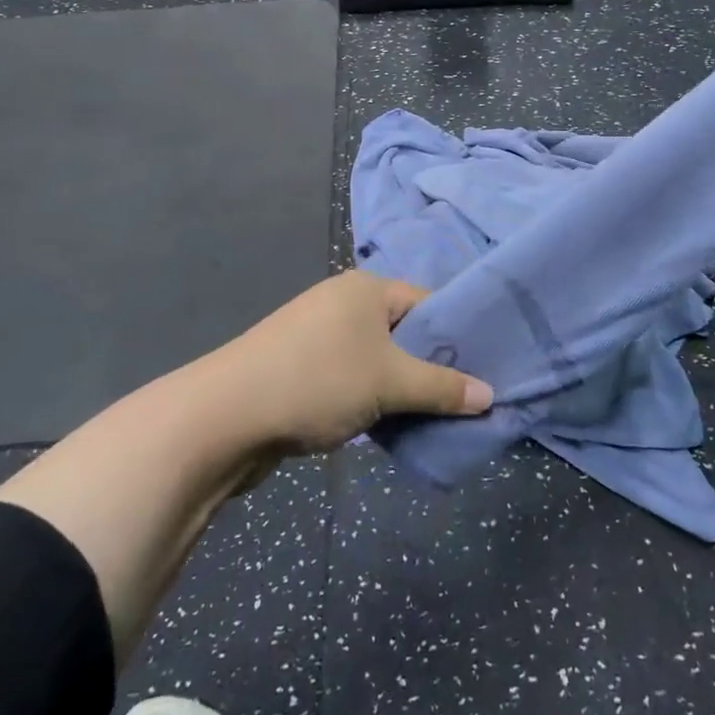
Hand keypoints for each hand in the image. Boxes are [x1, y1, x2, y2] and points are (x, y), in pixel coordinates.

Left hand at [200, 271, 493, 459]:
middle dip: (431, 367)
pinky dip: (372, 398)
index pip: (428, 303)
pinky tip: (388, 426)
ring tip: (432, 417)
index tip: (485, 369)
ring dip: (401, 388)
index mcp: (367, 289)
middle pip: (404, 332)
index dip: (458, 335)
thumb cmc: (317, 381)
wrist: (224, 417)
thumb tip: (490, 396)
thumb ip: (442, 388)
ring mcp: (318, 336)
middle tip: (466, 399)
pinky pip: (352, 378)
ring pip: (378, 359)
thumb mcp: (389, 382)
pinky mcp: (300, 368)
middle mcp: (343, 304)